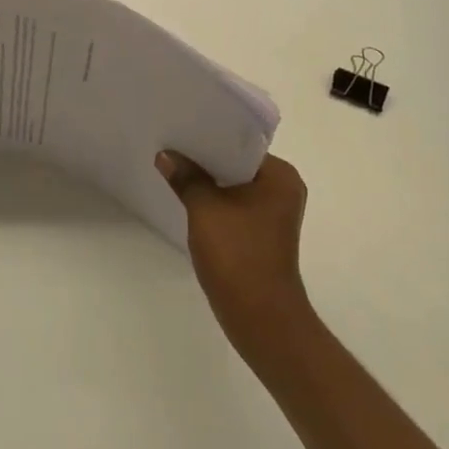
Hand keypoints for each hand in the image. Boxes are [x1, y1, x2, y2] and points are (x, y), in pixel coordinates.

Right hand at [157, 150, 313, 353]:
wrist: (262, 321)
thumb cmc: (239, 257)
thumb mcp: (205, 210)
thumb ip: (186, 177)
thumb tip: (166, 155)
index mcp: (280, 175)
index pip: (240, 142)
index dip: (208, 135)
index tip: (180, 127)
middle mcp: (283, 188)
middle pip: (236, 162)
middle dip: (205, 158)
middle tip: (171, 143)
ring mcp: (274, 213)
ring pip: (234, 184)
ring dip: (208, 180)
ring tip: (174, 166)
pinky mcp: (263, 233)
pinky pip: (235, 204)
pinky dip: (214, 200)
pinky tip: (188, 196)